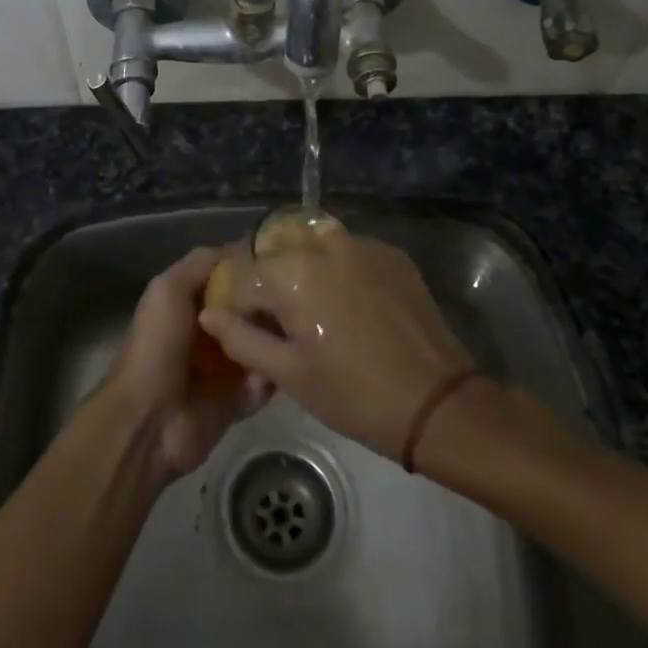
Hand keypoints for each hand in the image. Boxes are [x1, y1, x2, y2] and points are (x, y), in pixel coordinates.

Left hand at [104, 246, 271, 479]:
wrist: (149, 419)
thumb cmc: (157, 346)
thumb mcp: (169, 288)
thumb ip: (201, 263)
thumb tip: (240, 248)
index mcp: (187, 304)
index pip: (227, 280)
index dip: (250, 271)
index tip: (282, 263)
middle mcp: (205, 333)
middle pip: (248, 313)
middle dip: (269, 308)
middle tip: (296, 303)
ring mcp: (221, 369)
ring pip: (259, 347)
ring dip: (272, 343)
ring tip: (292, 335)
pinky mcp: (235, 402)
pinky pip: (262, 385)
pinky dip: (267, 380)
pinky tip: (269, 373)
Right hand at [199, 233, 475, 460]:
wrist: (438, 404)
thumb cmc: (352, 393)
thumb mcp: (288, 374)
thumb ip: (240, 338)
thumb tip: (210, 312)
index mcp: (292, 270)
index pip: (243, 275)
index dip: (239, 306)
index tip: (249, 333)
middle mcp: (324, 243)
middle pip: (279, 256)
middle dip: (273, 287)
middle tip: (286, 328)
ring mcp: (363, 245)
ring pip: (315, 250)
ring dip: (306, 275)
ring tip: (320, 317)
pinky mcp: (393, 255)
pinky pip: (351, 255)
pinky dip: (341, 273)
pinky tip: (353, 309)